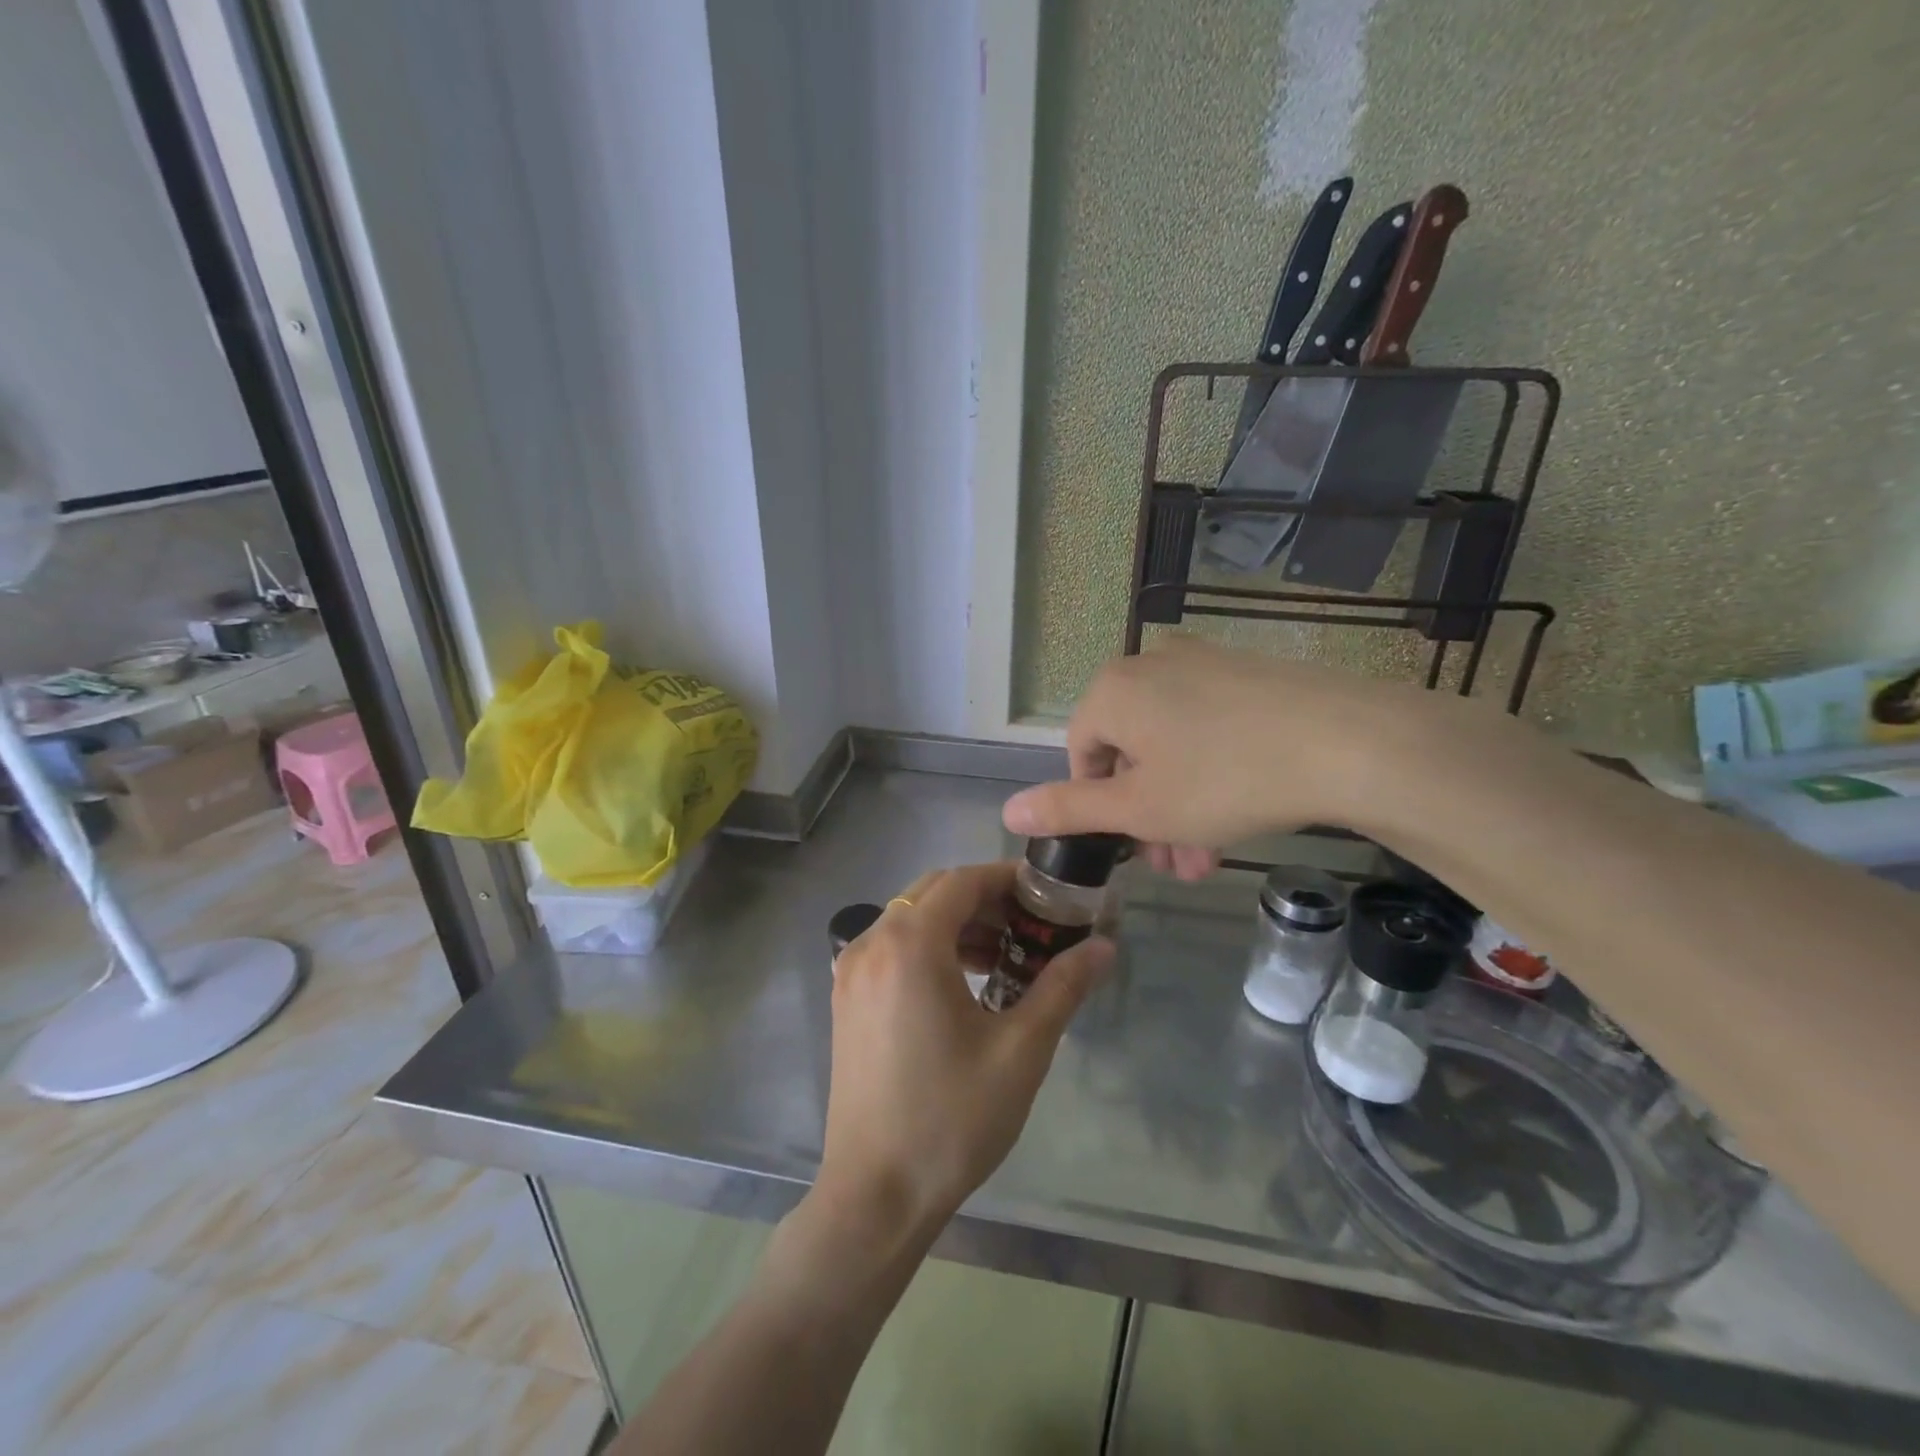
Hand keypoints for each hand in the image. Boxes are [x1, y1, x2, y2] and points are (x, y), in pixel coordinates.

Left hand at [817, 863, 1113, 1241]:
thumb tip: (1104, 947)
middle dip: (985, 900)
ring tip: (1003, 958)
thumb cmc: (951, 1119)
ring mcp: (851, 970)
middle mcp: (871, 943)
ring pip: (911, 918)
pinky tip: (963, 984)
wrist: (875, 1195)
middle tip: (1031, 928)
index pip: (963, 881)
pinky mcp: (846, 998)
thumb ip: (1062, 987)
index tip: (1048, 897)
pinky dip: (929, 947)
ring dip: (957, 924)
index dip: (1007, 880)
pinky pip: (892, 947)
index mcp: (909, 945)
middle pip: (934, 892)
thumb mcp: (1020, 1050)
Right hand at [1002, 636, 1433, 854]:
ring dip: (1180, 805)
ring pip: (1171, 746)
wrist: (1349, 743)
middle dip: (1147, 817)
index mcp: (1113, 691)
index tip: (1134, 848)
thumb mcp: (1138, 808)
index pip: (1081, 755)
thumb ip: (1067, 809)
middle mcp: (1151, 665)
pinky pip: (1209, 727)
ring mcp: (1204, 664)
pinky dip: (1212, 772)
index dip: (1101, 808)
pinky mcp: (1248, 673)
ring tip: (1210, 857)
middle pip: (1129, 753)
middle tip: (1175, 866)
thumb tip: (1009, 811)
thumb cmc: (1224, 779)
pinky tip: (1240, 813)